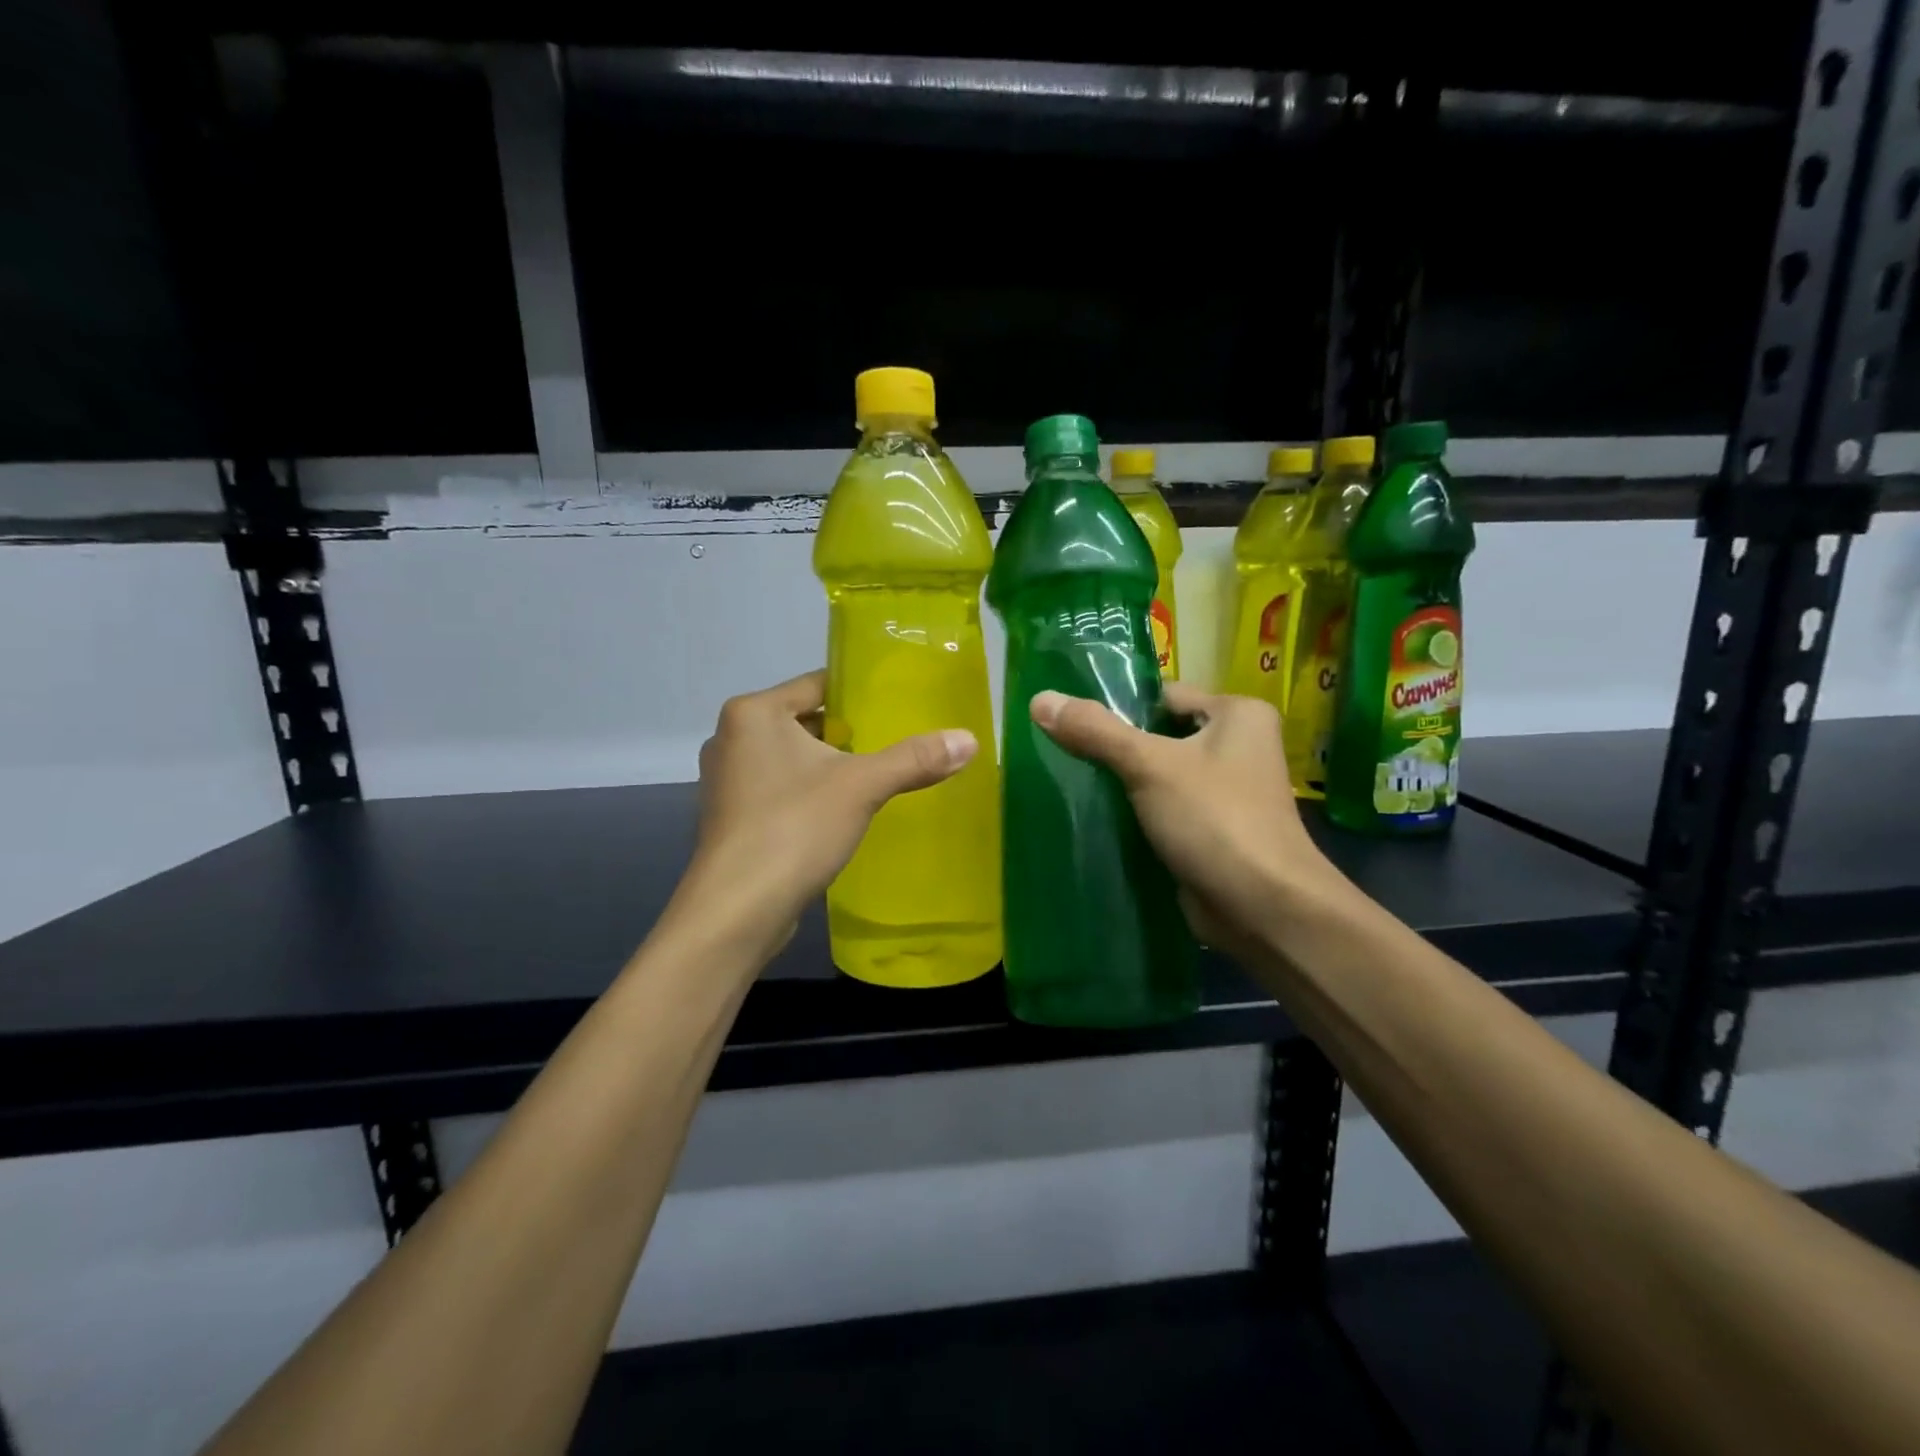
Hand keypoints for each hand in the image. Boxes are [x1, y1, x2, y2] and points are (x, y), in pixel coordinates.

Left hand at [670, 670, 976, 955]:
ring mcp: (727, 780)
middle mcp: (732, 737)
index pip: (818, 684)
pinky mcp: (732, 816)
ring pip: (793, 758)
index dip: (861, 693)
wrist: (737, 910)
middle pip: (806, 720)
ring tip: (877, 776)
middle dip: (849, 733)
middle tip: (897, 742)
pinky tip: (842, 812)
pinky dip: (810, 793)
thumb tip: (971, 739)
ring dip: (830, 766)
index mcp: (753, 713)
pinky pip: (781, 788)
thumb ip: (914, 759)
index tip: (900, 704)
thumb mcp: (862, 786)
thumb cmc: (794, 828)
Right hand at [1029, 683, 1353, 954]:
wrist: (1263, 909)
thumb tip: (1040, 699)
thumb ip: (1095, 731)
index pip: (1163, 696)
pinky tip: (1094, 818)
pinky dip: (1134, 814)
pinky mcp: (1210, 830)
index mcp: (1237, 714)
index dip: (1118, 706)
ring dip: (1121, 783)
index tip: (1069, 720)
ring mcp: (1225, 792)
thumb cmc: (1215, 819)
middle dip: (1114, 747)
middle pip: (1158, 735)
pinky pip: (1163, 809)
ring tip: (1069, 782)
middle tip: (1061, 752)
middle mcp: (1237, 746)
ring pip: (1158, 775)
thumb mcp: (1150, 765)